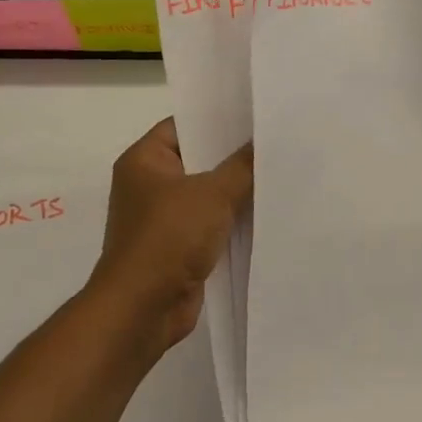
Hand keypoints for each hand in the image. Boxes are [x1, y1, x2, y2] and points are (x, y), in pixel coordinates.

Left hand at [88, 118, 252, 354]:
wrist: (142, 309)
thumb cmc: (168, 238)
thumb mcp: (213, 194)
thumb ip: (242, 166)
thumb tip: (266, 140)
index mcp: (145, 159)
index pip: (185, 124)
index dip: (219, 118)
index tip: (256, 112)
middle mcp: (150, 183)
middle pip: (199, 158)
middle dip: (234, 154)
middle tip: (275, 139)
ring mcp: (163, 216)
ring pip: (208, 192)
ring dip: (237, 189)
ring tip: (279, 170)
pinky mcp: (178, 245)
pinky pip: (211, 221)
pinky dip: (233, 218)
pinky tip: (267, 209)